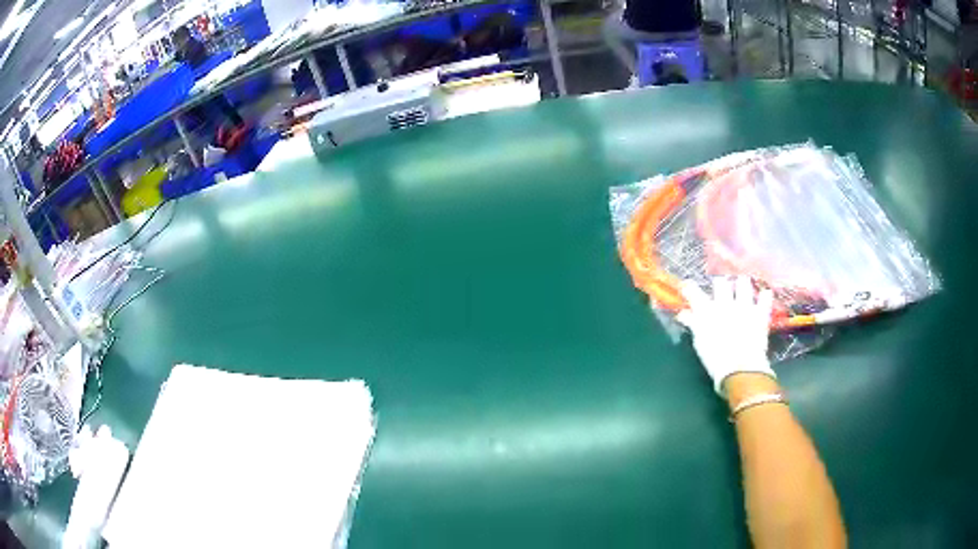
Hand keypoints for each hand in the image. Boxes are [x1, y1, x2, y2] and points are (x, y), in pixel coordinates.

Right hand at [679, 276, 774, 395]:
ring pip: (743, 283)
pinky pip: (764, 298)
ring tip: (742, 286)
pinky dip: (764, 296)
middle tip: (722, 288)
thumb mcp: (700, 343)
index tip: (687, 286)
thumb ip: (693, 325)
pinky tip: (764, 294)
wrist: (740, 369)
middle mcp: (725, 303)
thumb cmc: (715, 359)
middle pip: (721, 283)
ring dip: (742, 284)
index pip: (694, 293)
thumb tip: (683, 314)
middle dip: (720, 283)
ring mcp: (744, 306)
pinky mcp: (760, 313)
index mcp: (707, 312)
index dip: (689, 288)